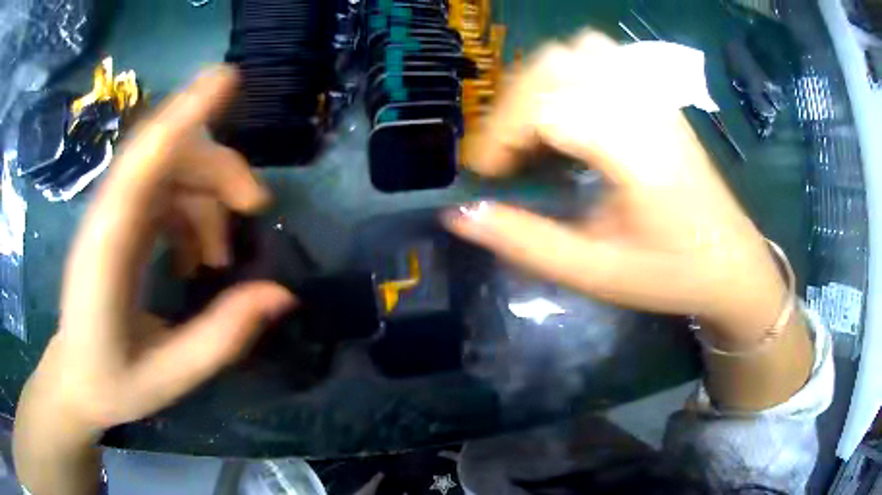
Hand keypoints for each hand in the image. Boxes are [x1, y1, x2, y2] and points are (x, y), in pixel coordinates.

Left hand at [18, 66, 295, 438]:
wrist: (75, 378)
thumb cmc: (112, 382)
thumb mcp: (171, 374)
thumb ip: (223, 336)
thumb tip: (283, 293)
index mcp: (108, 250)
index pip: (144, 162)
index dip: (184, 114)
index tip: (228, 78)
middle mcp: (107, 216)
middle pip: (168, 154)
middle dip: (219, 169)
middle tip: (256, 208)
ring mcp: (112, 214)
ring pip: (171, 170)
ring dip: (207, 200)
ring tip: (219, 260)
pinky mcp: (119, 220)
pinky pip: (163, 191)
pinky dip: (191, 214)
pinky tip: (196, 259)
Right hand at [444, 32, 787, 347]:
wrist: (731, 262)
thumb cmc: (671, 274)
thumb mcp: (595, 271)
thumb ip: (525, 242)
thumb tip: (459, 214)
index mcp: (637, 152)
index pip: (549, 107)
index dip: (501, 134)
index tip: (485, 174)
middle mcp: (646, 108)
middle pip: (556, 64)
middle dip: (513, 104)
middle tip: (506, 154)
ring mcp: (655, 95)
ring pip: (577, 50)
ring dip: (540, 82)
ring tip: (533, 129)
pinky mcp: (658, 96)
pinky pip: (603, 55)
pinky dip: (569, 71)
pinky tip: (569, 109)